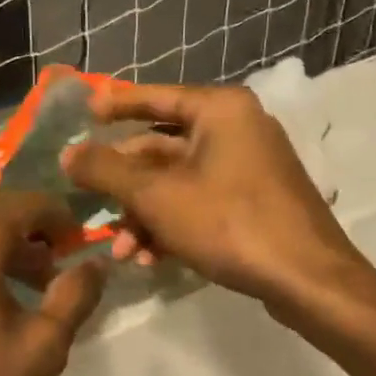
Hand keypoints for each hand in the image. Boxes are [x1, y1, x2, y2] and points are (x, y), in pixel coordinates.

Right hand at [61, 81, 362, 309]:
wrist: (307, 279)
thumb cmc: (230, 223)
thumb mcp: (157, 196)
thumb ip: (107, 171)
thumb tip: (68, 153)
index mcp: (220, 110)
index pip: (156, 97)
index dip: (115, 105)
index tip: (83, 115)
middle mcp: (237, 129)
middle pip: (163, 148)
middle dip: (125, 186)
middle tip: (91, 206)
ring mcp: (250, 168)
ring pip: (179, 183)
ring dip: (144, 216)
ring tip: (122, 252)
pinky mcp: (255, 203)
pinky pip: (201, 203)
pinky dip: (173, 226)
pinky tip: (150, 259)